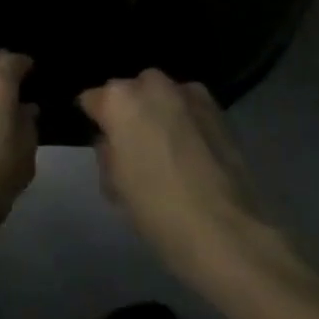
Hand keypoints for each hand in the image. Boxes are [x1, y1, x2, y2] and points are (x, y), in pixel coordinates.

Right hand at [80, 69, 282, 287]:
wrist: (226, 232)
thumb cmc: (155, 207)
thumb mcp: (112, 183)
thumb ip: (107, 150)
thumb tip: (114, 142)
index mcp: (118, 100)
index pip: (92, 99)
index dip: (96, 121)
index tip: (103, 141)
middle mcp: (152, 86)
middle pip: (130, 90)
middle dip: (129, 110)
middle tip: (134, 144)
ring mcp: (190, 96)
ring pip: (163, 95)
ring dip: (159, 112)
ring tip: (166, 146)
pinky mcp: (220, 113)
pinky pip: (191, 109)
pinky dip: (186, 121)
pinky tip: (191, 151)